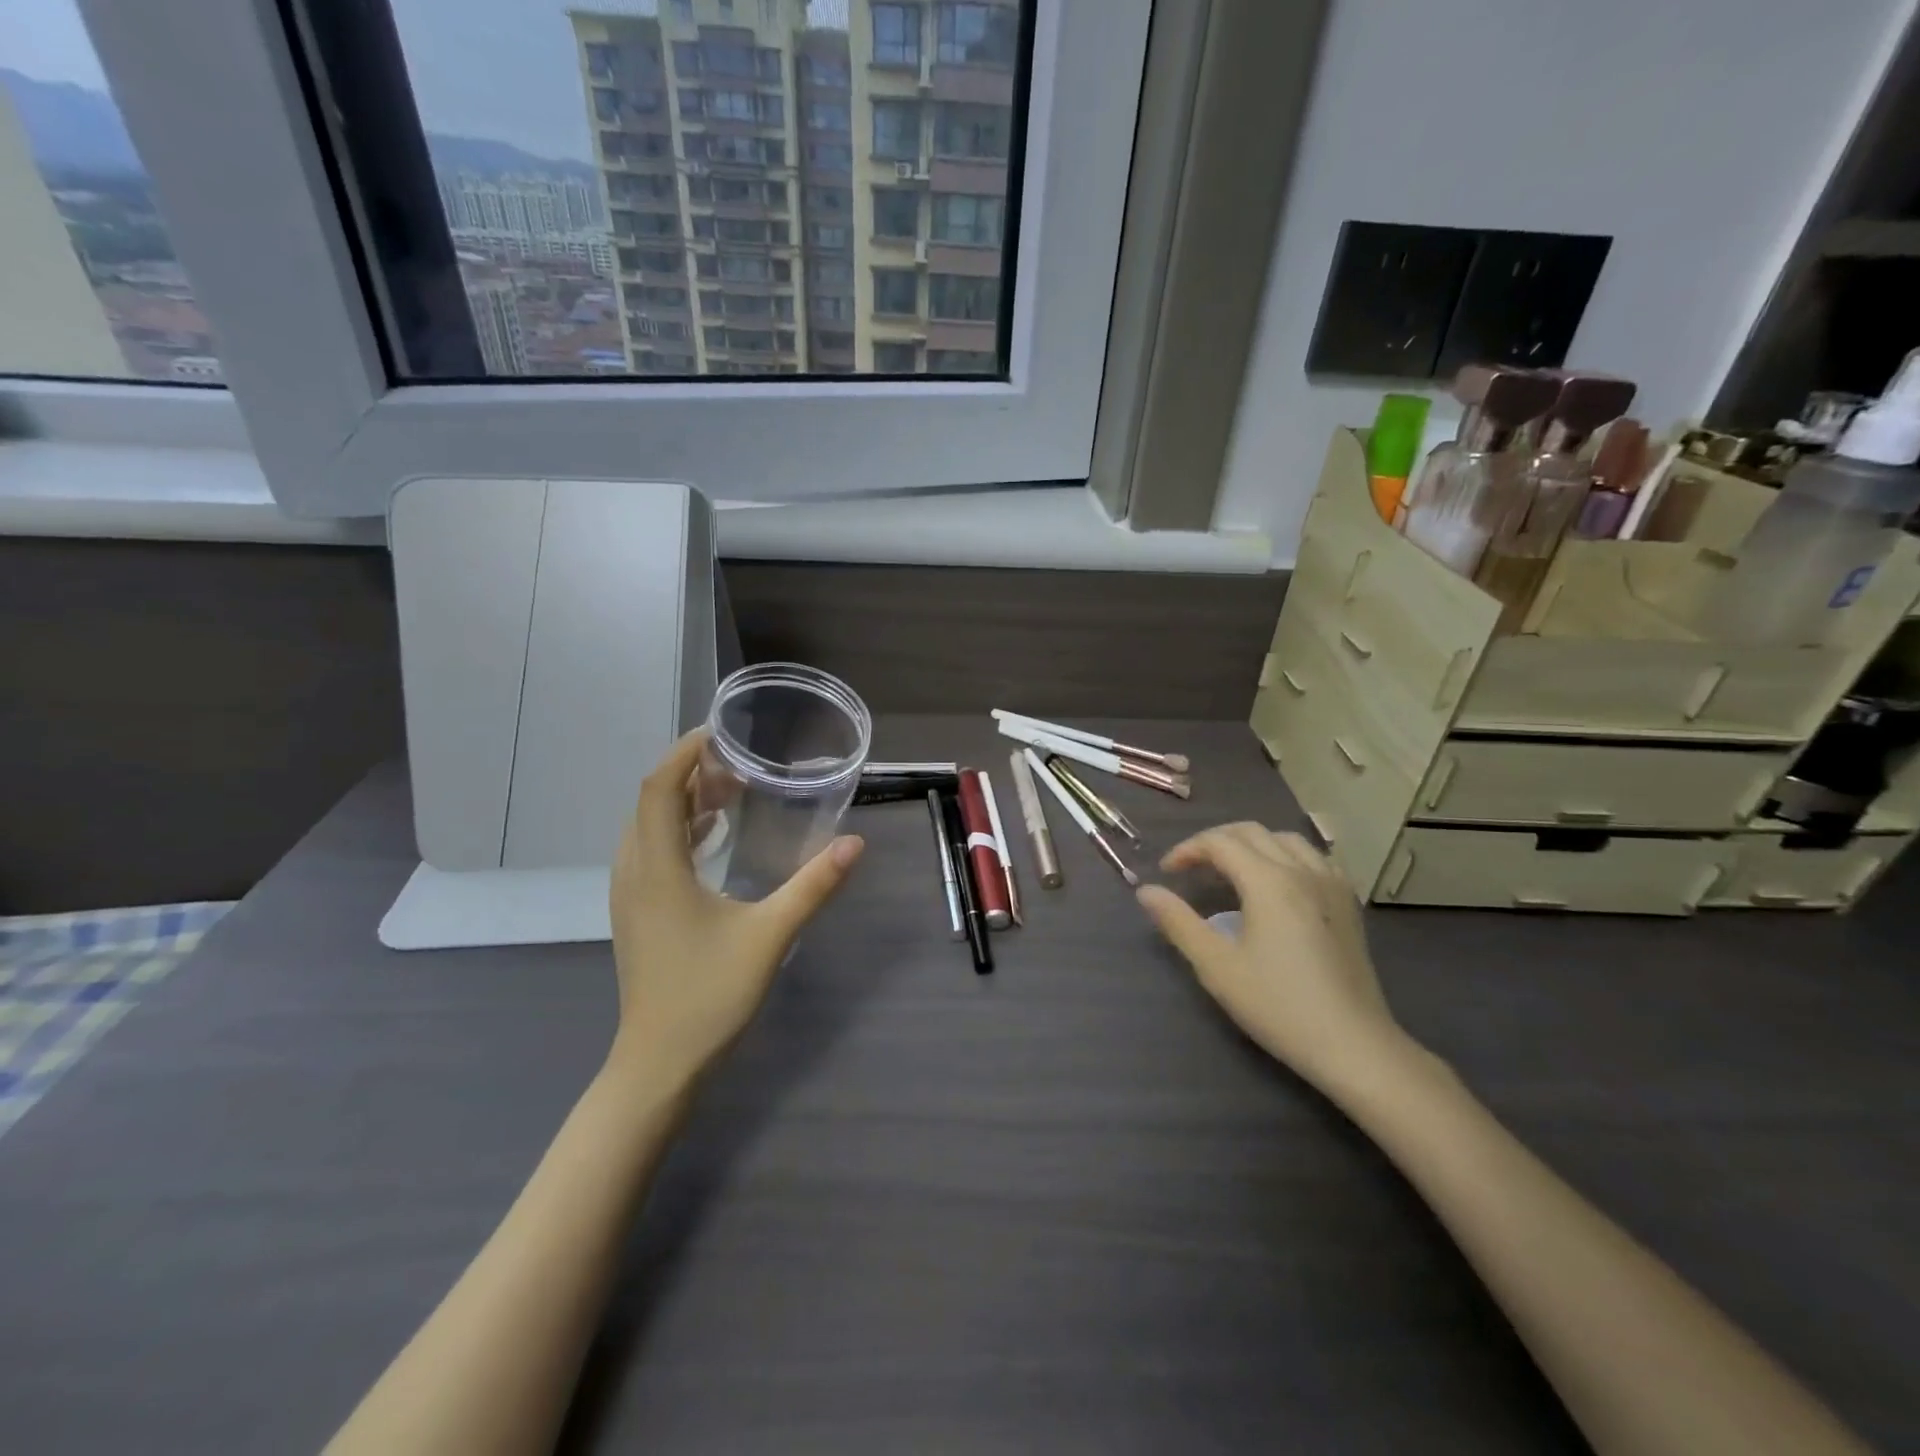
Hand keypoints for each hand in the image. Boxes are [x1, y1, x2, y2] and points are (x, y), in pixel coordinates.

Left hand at [607, 730, 863, 1092]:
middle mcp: (634, 872)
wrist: (659, 1063)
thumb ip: (813, 886)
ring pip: (647, 827)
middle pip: (651, 801)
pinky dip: (678, 829)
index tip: (720, 733)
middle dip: (690, 772)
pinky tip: (712, 838)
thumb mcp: (770, 936)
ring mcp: (630, 895)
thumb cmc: (709, 996)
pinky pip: (650, 851)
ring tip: (729, 792)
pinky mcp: (636, 913)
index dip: (684, 753)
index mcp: (658, 869)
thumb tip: (855, 843)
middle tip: (738, 763)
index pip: (659, 789)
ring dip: (683, 800)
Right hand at [1136, 824, 1409, 1091]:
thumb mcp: (1217, 966)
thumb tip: (1146, 891)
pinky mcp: (1348, 903)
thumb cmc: (1278, 1005)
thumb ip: (1178, 922)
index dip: (1187, 850)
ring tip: (1232, 871)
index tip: (1166, 873)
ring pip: (1286, 839)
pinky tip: (1279, 882)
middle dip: (1215, 841)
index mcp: (1268, 881)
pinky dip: (1286, 855)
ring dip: (1251, 844)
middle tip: (1192, 867)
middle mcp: (1302, 870)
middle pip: (1252, 832)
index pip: (1219, 842)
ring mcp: (1332, 884)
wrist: (1353, 1045)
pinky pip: (1314, 857)